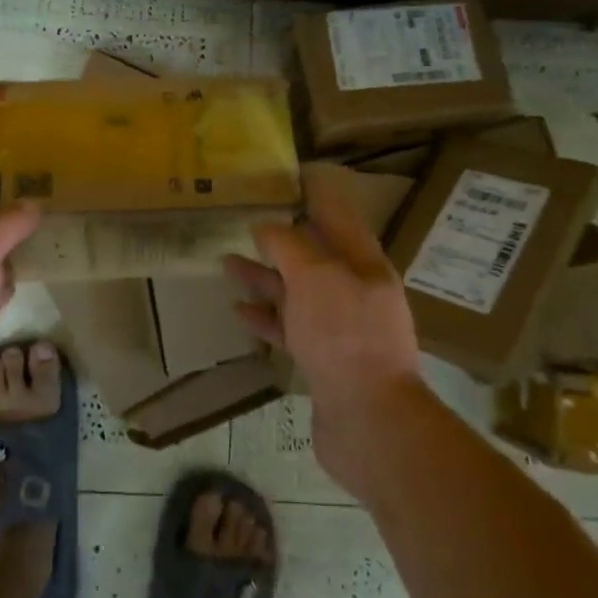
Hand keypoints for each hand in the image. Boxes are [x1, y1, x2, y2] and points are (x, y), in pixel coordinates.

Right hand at [226, 162, 428, 498]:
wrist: (370, 421)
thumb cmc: (344, 336)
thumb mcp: (315, 277)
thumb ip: (289, 246)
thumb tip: (267, 226)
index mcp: (364, 265)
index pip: (339, 217)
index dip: (316, 195)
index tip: (291, 176)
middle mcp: (355, 292)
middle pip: (314, 256)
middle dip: (280, 239)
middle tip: (245, 222)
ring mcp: (340, 328)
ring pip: (297, 292)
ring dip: (264, 278)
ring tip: (227, 264)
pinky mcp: (324, 360)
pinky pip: (290, 328)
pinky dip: (266, 317)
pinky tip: (240, 311)